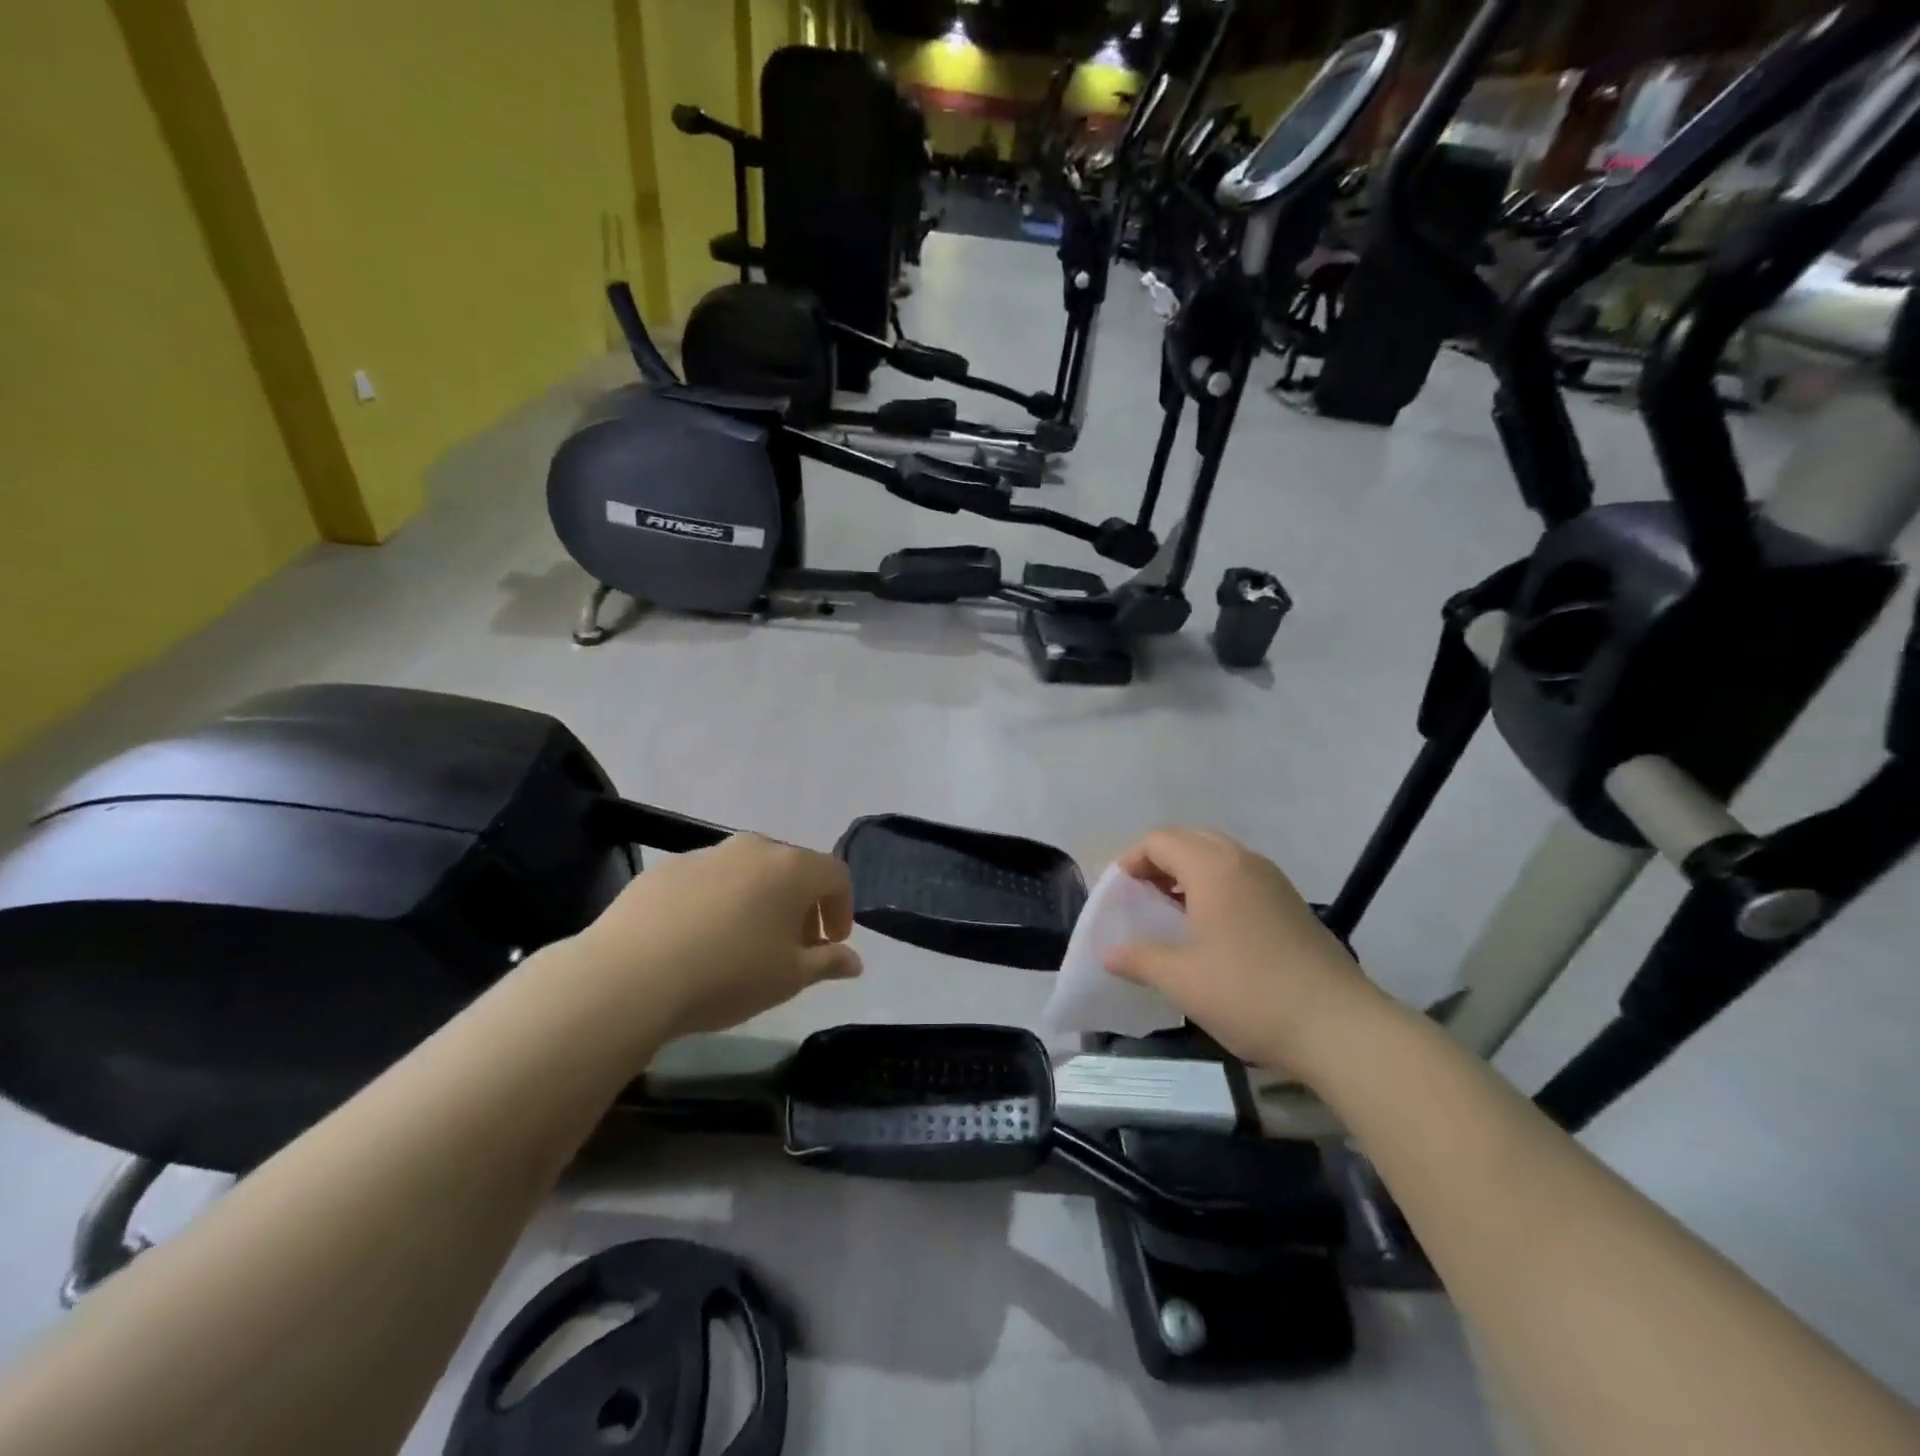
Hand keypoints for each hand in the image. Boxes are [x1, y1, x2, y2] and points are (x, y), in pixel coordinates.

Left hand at [572, 834, 862, 1038]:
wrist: (630, 976)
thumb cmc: (728, 975)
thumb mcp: (789, 978)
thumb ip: (828, 962)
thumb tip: (854, 961)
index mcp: (791, 868)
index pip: (836, 875)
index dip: (842, 908)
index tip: (832, 943)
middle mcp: (753, 848)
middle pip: (792, 869)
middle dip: (802, 905)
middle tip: (794, 947)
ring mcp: (706, 854)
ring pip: (749, 873)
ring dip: (760, 902)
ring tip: (745, 946)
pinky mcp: (667, 869)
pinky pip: (709, 881)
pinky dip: (719, 903)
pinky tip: (699, 942)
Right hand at [1103, 827, 1378, 1071]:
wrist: (1341, 1027)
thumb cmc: (1250, 995)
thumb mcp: (1183, 981)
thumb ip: (1140, 959)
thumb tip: (1108, 953)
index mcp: (1213, 868)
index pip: (1160, 840)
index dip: (1131, 859)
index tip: (1118, 891)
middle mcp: (1243, 862)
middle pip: (1190, 838)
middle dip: (1158, 859)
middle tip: (1140, 894)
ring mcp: (1273, 881)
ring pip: (1219, 855)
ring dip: (1187, 871)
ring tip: (1169, 909)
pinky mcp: (1290, 903)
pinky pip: (1241, 874)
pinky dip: (1215, 884)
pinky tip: (1210, 926)